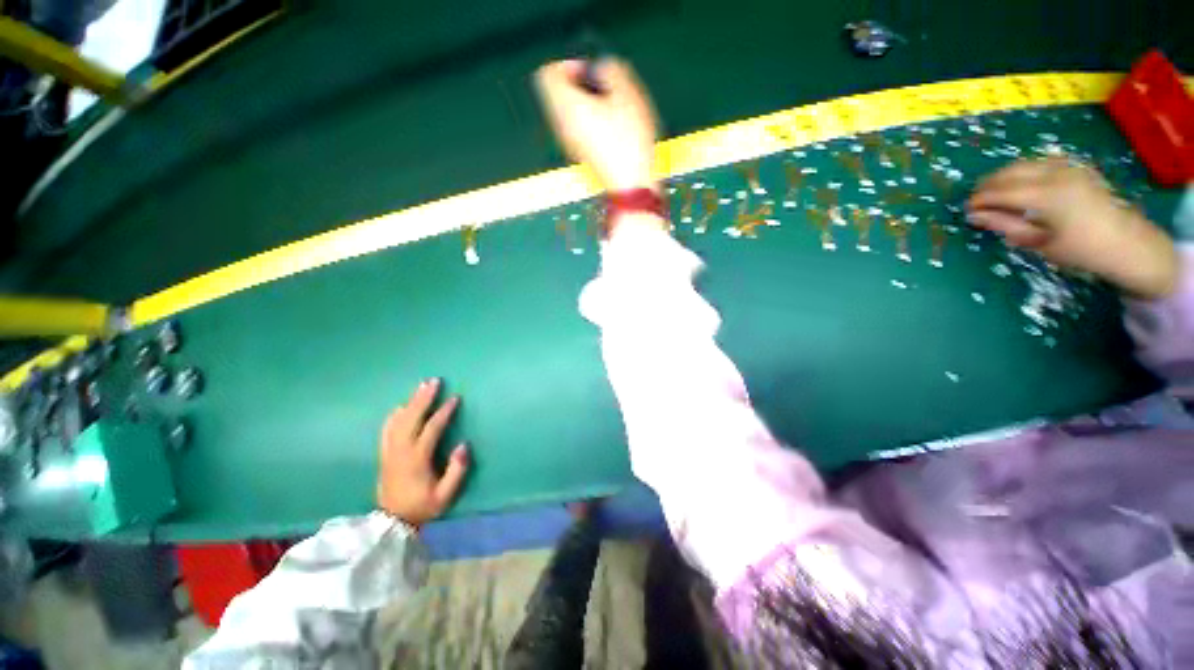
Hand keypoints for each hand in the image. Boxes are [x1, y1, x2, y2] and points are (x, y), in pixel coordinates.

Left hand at [376, 379, 468, 526]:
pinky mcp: (385, 454)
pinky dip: (394, 415)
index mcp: (417, 459)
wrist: (392, 522)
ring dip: (411, 401)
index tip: (454, 398)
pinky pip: (387, 429)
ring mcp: (390, 451)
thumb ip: (456, 471)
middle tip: (433, 381)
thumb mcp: (445, 495)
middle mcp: (401, 451)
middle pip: (411, 418)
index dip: (444, 412)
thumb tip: (463, 445)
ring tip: (421, 386)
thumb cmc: (422, 506)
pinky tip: (400, 406)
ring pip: (398, 420)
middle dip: (423, 398)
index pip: (431, 429)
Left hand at [534, 58, 658, 192]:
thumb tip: (602, 68)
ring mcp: (569, 144)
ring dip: (588, 105)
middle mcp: (561, 125)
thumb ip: (611, 69)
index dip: (569, 65)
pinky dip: (591, 123)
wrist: (628, 185)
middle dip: (580, 86)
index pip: (548, 74)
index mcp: (567, 106)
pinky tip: (612, 131)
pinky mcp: (579, 156)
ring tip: (612, 113)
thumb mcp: (627, 94)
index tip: (591, 73)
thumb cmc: (628, 143)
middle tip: (605, 92)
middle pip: (557, 94)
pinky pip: (577, 130)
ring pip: (568, 113)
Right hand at [967, 157, 1178, 299]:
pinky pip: (1041, 162)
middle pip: (1011, 172)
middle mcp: (1055, 174)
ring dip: (1005, 176)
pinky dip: (1024, 171)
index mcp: (1046, 195)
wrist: (1126, 242)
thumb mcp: (1037, 242)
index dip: (979, 200)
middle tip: (976, 200)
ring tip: (994, 192)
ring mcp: (1068, 167)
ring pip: (1024, 163)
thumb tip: (975, 216)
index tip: (966, 210)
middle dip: (989, 184)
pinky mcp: (1076, 167)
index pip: (1001, 192)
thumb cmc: (1079, 249)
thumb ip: (1004, 225)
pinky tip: (1020, 184)